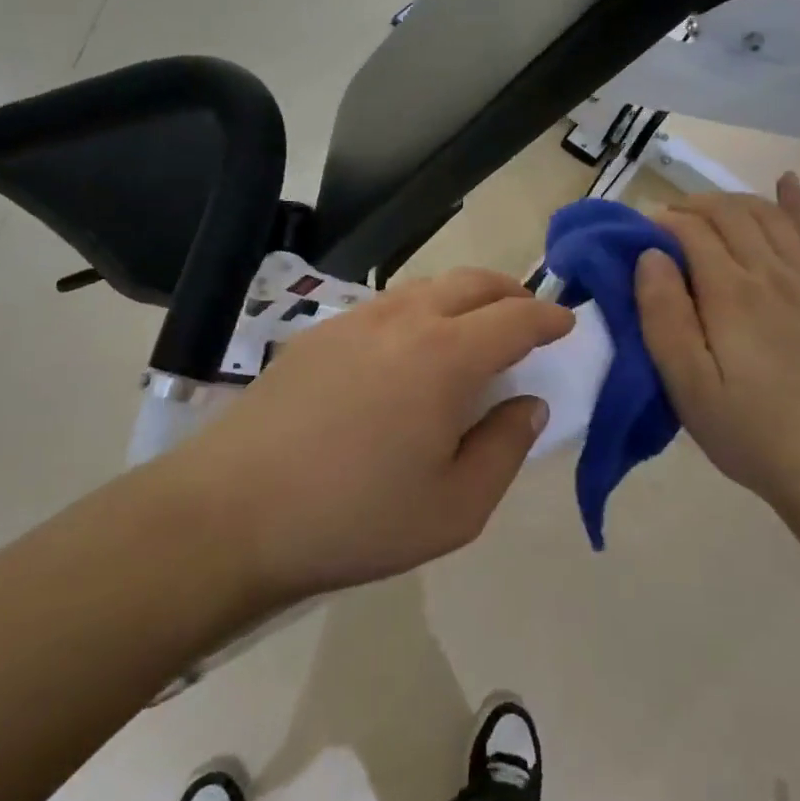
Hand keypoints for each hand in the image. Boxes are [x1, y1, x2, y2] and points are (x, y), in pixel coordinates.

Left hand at [180, 269, 573, 604]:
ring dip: (464, 298)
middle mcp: (405, 319)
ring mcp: (356, 319)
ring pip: (427, 287)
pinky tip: (409, 350)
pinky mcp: (319, 333)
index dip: (549, 317)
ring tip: (473, 331)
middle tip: (528, 318)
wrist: (232, 512)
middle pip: (473, 282)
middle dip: (511, 293)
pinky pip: (388, 305)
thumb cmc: (355, 517)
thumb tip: (529, 404)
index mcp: (447, 356)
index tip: (567, 325)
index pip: (516, 316)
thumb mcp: (455, 508)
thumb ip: (505, 448)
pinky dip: (420, 311)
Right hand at [635, 173, 799, 505]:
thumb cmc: (744, 428)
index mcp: (731, 292)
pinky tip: (785, 182)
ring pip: (767, 215)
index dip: (663, 222)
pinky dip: (797, 202)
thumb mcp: (686, 383)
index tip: (640, 233)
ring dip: (732, 202)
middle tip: (667, 223)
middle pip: (730, 214)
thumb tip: (650, 255)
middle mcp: (772, 272)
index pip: (693, 231)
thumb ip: (663, 315)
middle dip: (692, 207)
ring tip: (707, 211)